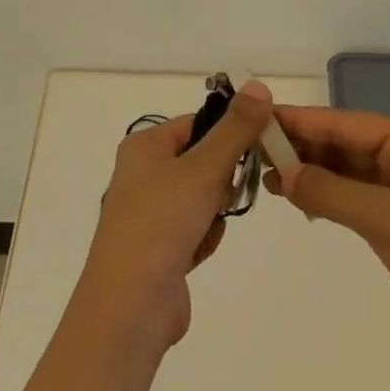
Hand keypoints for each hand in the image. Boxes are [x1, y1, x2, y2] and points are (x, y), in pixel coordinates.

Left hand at [76, 82, 272, 359]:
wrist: (130, 305)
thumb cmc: (162, 223)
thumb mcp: (203, 168)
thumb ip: (235, 129)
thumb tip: (259, 85)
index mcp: (145, 146)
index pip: (197, 124)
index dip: (228, 134)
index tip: (257, 149)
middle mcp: (142, 173)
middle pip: (202, 161)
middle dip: (221, 181)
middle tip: (223, 195)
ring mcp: (149, 212)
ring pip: (202, 197)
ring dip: (213, 213)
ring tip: (205, 228)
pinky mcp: (158, 247)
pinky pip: (195, 229)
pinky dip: (203, 238)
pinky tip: (197, 253)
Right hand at [266, 106, 389, 367]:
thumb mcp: (388, 220)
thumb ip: (331, 192)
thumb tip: (281, 173)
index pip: (347, 123)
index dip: (302, 120)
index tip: (260, 116)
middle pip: (345, 143)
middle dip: (302, 145)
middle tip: (253, 147)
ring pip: (346, 170)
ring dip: (310, 171)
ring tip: (265, 173)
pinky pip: (352, 198)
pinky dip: (325, 196)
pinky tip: (295, 197)